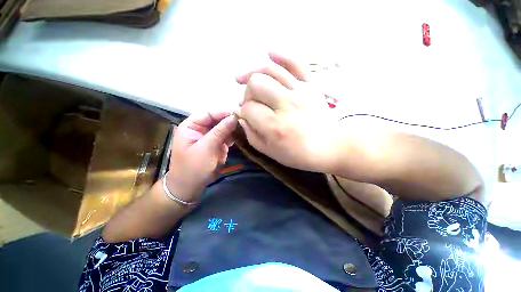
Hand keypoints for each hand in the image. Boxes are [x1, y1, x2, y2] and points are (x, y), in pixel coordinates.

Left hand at [166, 112, 236, 202]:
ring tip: (245, 127)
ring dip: (233, 128)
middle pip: (217, 120)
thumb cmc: (193, 167)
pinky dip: (233, 136)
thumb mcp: (206, 148)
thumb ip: (220, 131)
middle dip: (229, 121)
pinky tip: (241, 135)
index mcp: (191, 126)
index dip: (222, 113)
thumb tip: (233, 117)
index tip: (237, 114)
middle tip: (244, 120)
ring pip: (223, 128)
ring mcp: (209, 138)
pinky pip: (226, 137)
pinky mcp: (216, 145)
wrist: (190, 187)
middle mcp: (200, 129)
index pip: (208, 113)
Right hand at [236, 52, 337, 171]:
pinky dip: (281, 55)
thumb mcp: (270, 152)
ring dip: (253, 75)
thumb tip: (241, 117)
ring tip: (243, 79)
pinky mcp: (311, 85)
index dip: (243, 113)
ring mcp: (300, 91)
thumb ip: (251, 135)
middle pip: (255, 85)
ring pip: (269, 71)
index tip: (246, 117)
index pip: (248, 109)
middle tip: (250, 104)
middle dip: (247, 95)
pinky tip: (269, 53)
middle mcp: (286, 104)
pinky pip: (295, 62)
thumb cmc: (298, 154)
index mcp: (275, 126)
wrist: (330, 147)